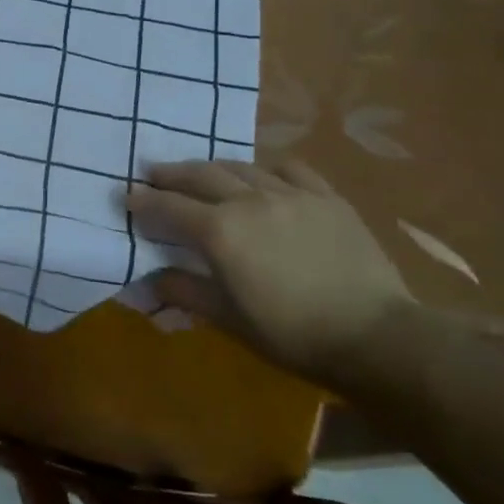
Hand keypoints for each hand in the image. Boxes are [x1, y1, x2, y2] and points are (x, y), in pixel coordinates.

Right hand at [126, 159, 415, 383]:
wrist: (377, 337)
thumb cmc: (293, 334)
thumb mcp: (229, 319)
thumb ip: (185, 292)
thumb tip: (149, 280)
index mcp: (220, 231)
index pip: (169, 207)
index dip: (143, 201)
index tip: (126, 196)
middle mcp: (249, 201)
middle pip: (200, 176)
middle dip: (171, 174)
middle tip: (154, 174)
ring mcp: (291, 194)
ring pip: (241, 167)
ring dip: (213, 167)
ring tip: (201, 172)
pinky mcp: (326, 198)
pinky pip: (290, 168)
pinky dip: (267, 168)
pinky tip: (263, 175)